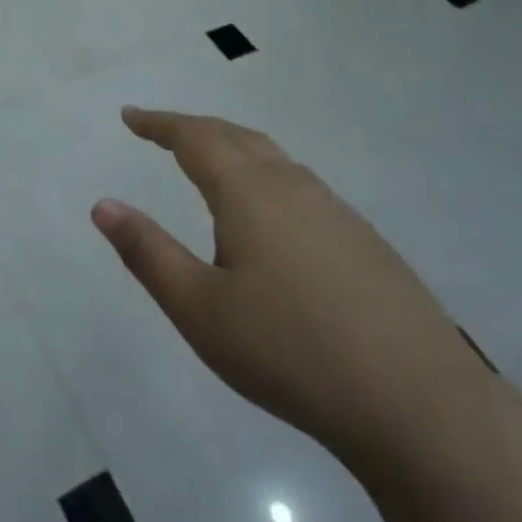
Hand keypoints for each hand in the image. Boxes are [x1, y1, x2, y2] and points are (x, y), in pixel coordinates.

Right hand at [92, 108, 490, 467]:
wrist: (419, 405)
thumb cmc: (290, 351)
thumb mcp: (199, 308)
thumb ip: (147, 252)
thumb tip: (103, 204)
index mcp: (249, 191)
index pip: (195, 137)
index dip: (159, 123)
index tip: (130, 116)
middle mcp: (293, 186)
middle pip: (236, 137)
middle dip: (194, 128)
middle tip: (162, 132)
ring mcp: (335, 211)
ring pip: (273, 159)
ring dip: (232, 148)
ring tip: (208, 163)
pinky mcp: (363, 240)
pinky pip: (299, 185)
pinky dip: (265, 176)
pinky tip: (269, 215)